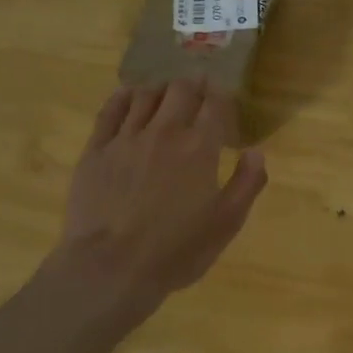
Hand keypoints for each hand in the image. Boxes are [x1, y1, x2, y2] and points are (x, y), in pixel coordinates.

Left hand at [52, 78, 266, 325]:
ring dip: (161, 89)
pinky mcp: (96, 150)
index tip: (225, 98)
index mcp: (200, 148)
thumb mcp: (227, 224)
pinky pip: (110, 110)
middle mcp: (164, 132)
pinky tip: (129, 96)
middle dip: (194, 85)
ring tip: (166, 93)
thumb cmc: (177, 250)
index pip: (215, 104)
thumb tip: (256, 151)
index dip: (223, 96)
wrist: (111, 267)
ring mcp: (126, 138)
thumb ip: (247, 183)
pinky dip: (124, 97)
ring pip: (145, 95)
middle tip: (198, 88)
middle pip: (181, 90)